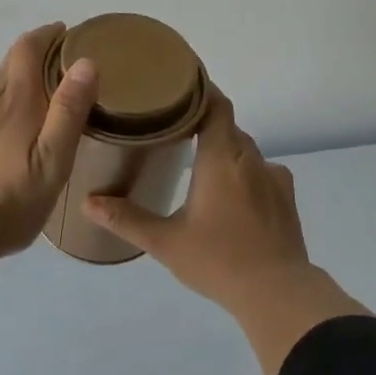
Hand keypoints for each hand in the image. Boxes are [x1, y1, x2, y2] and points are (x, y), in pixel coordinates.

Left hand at [0, 23, 98, 260]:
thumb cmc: (9, 202)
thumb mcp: (53, 162)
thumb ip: (68, 112)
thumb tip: (85, 63)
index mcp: (19, 104)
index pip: (29, 51)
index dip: (46, 36)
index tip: (65, 32)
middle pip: (9, 65)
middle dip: (32, 54)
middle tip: (55, 58)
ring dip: (6, 76)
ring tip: (25, 80)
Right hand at [85, 93, 366, 374]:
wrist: (276, 291)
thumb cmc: (218, 260)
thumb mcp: (166, 242)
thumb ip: (127, 219)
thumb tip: (88, 202)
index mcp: (222, 158)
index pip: (216, 105)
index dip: (200, 89)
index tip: (178, 83)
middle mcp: (251, 158)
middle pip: (228, 126)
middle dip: (204, 123)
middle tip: (174, 127)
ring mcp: (274, 177)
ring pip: (246, 150)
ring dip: (224, 150)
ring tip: (198, 162)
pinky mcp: (286, 197)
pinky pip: (262, 171)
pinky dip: (244, 172)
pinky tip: (230, 194)